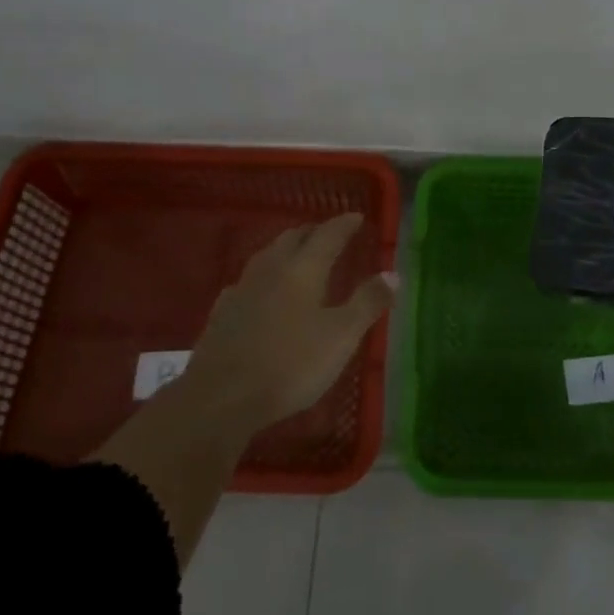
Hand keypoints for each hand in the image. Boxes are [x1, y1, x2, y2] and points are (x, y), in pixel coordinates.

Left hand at [179, 212, 396, 434]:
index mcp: (303, 269)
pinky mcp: (222, 313)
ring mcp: (242, 289)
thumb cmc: (290, 364)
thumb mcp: (341, 336)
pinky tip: (261, 290)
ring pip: (267, 256)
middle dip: (313, 232)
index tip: (357, 217)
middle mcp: (271, 269)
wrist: (221, 398)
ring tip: (297, 254)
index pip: (327, 235)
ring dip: (286, 248)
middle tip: (328, 233)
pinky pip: (247, 281)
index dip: (344, 224)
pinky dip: (263, 276)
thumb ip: (367, 302)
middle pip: (293, 239)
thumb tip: (392, 274)